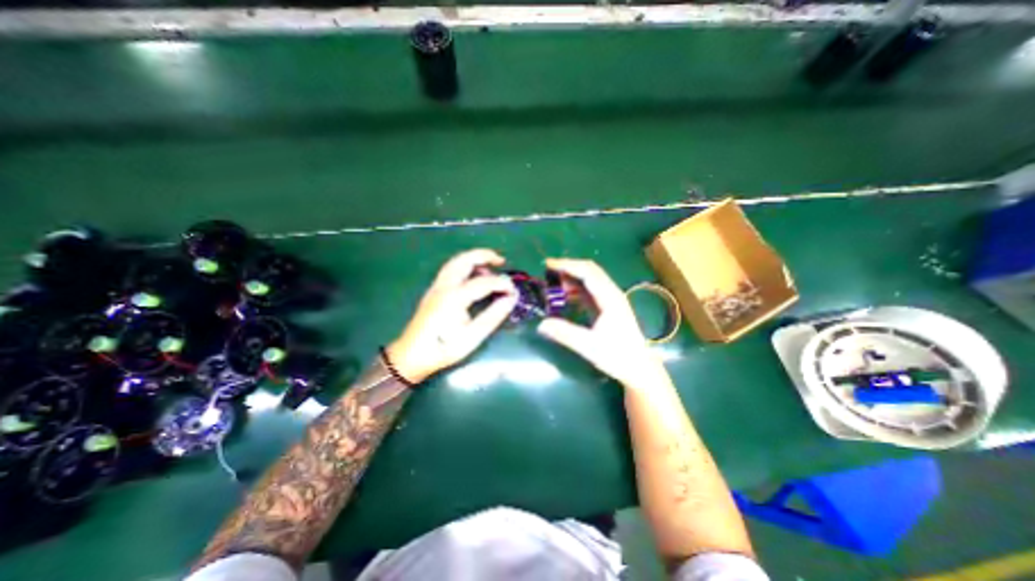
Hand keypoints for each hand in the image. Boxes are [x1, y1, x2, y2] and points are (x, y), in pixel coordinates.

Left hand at [389, 247, 516, 380]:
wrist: (411, 356)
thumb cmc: (443, 348)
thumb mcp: (472, 336)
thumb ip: (493, 315)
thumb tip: (511, 298)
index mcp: (454, 297)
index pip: (484, 282)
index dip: (502, 284)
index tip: (514, 291)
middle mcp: (444, 286)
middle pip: (465, 259)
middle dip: (485, 255)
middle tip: (501, 261)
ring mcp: (436, 286)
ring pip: (456, 262)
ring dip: (473, 259)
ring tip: (490, 267)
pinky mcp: (433, 290)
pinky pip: (450, 269)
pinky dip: (465, 265)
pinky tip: (472, 276)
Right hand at [538, 257, 665, 384]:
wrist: (639, 368)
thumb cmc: (617, 357)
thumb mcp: (589, 347)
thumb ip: (565, 334)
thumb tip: (541, 324)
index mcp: (610, 298)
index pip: (587, 273)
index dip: (567, 266)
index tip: (548, 265)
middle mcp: (611, 294)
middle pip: (590, 271)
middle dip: (568, 267)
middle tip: (547, 271)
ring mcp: (610, 299)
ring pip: (590, 280)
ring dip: (572, 278)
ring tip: (552, 284)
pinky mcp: (608, 307)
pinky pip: (590, 291)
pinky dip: (576, 289)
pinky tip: (565, 296)